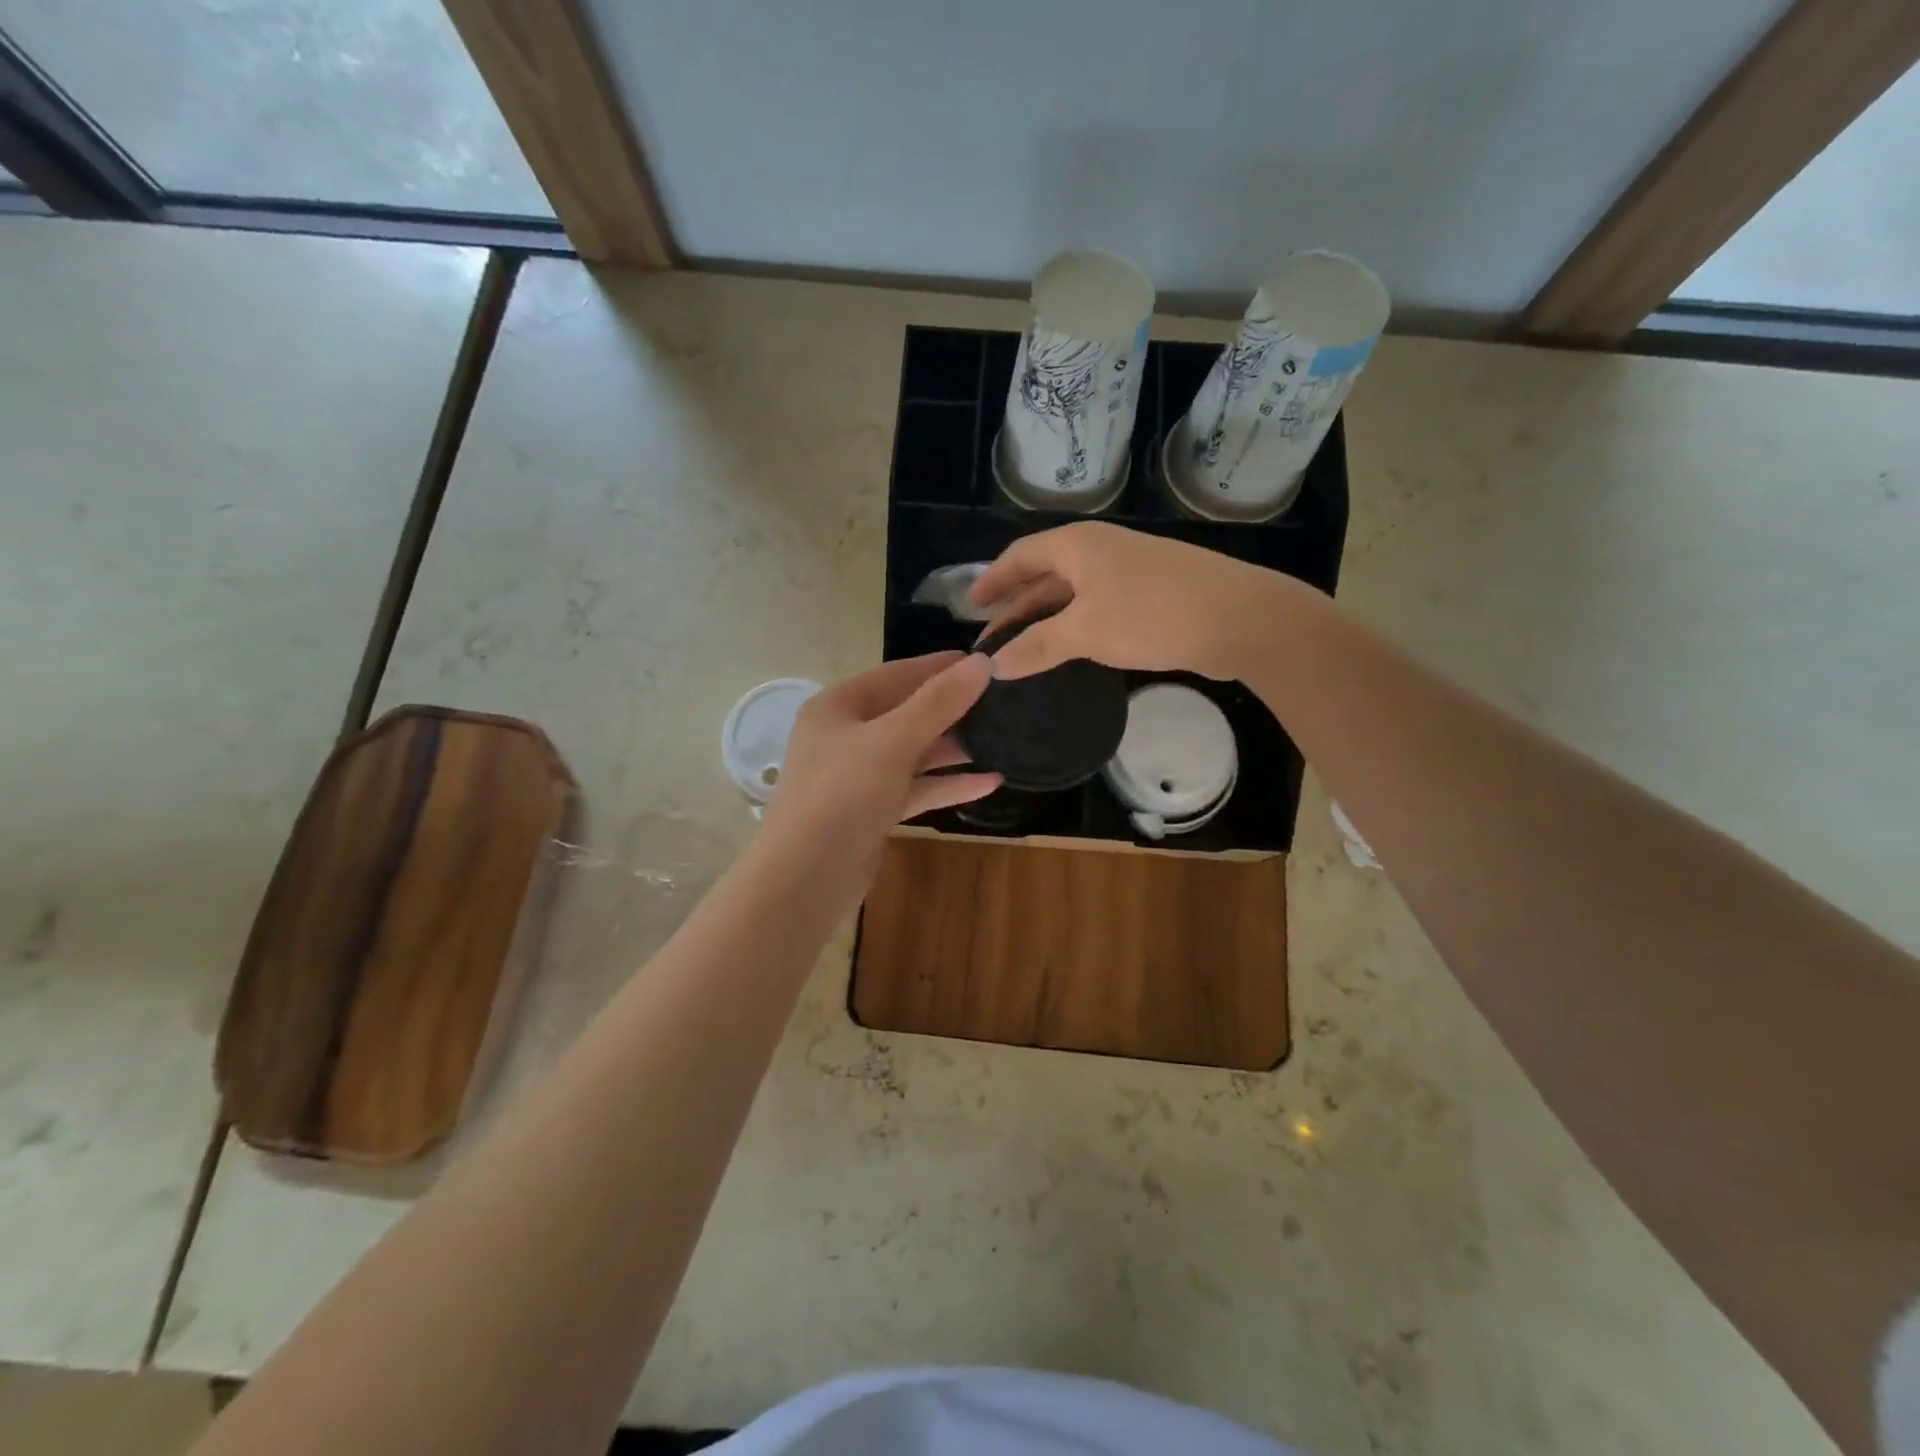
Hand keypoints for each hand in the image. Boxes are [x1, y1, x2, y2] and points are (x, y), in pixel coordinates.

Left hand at [757, 652, 999, 901]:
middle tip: (1002, 702)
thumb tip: (982, 663)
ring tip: (1003, 740)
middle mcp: (846, 735)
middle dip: (952, 709)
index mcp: (838, 706)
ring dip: (953, 748)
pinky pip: (915, 788)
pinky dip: (947, 784)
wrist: (805, 879)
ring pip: (913, 752)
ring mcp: (859, 775)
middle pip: (906, 712)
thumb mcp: (892, 742)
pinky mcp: (873, 810)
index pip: (896, 674)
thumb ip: (938, 703)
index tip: (986, 661)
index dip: (940, 667)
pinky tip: (989, 783)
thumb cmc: (842, 795)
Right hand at [968, 521, 1292, 679]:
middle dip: (1016, 605)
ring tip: (1022, 649)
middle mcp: (1099, 549)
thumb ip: (1036, 647)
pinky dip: (1074, 626)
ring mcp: (1128, 570)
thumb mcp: (1085, 632)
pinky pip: (1097, 606)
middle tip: (991, 639)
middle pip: (1044, 574)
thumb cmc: (1152, 615)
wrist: (1241, 618)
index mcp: (1076, 546)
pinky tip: (1069, 651)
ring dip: (1045, 618)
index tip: (969, 606)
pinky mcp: (1150, 594)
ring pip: (1072, 593)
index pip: (1019, 556)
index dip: (992, 580)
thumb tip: (993, 665)